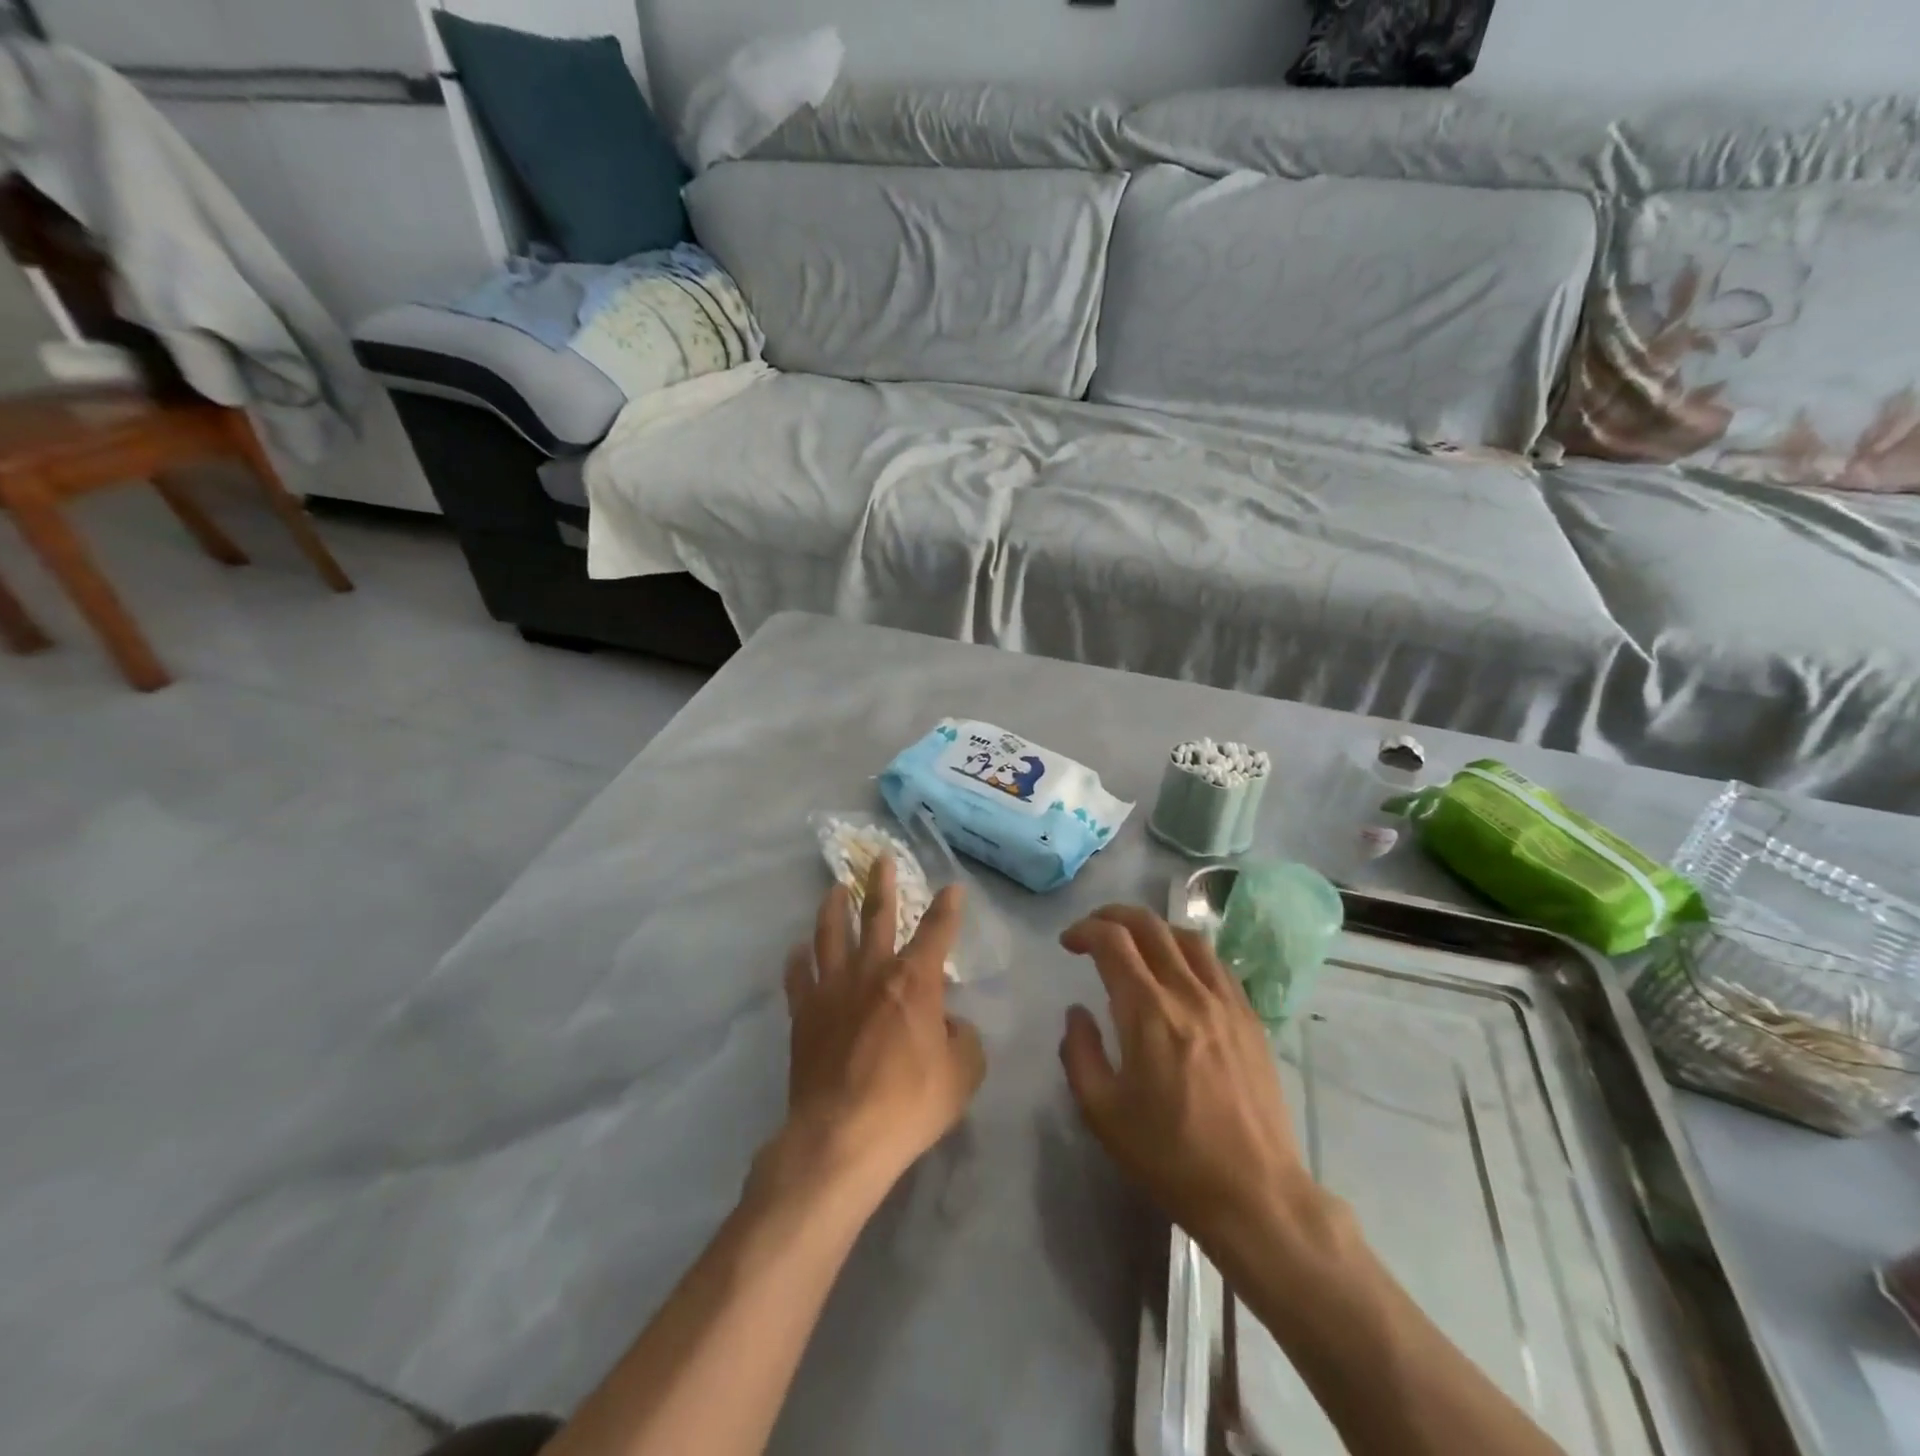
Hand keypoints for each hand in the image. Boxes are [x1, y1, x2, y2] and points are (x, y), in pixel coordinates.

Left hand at [775, 857, 985, 1197]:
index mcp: (914, 980)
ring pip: (831, 935)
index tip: (952, 887)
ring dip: (835, 908)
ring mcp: (832, 989)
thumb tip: (948, 1024)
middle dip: (882, 885)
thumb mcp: (962, 1075)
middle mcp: (872, 971)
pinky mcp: (804, 1013)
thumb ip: (963, 1040)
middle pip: (878, 916)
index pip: (937, 931)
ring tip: (835, 888)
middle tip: (880, 858)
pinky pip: (798, 976)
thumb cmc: (909, 1104)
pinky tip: (798, 949)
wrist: (841, 1136)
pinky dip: (799, 959)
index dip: (947, 907)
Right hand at [1058, 905, 1316, 1258]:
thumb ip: (1079, 1052)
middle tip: (1094, 930)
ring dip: (1153, 928)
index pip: (1112, 941)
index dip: (1085, 930)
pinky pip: (1217, 964)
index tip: (1068, 943)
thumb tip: (1077, 1012)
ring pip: (1188, 937)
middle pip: (1150, 925)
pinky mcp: (1251, 1018)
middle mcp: (1189, 993)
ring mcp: (1226, 1002)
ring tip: (1136, 942)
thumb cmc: (1170, 1157)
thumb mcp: (1103, 1112)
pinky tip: (1180, 972)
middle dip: (1113, 916)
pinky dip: (1189, 952)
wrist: (1255, 1194)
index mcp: (1148, 1012)